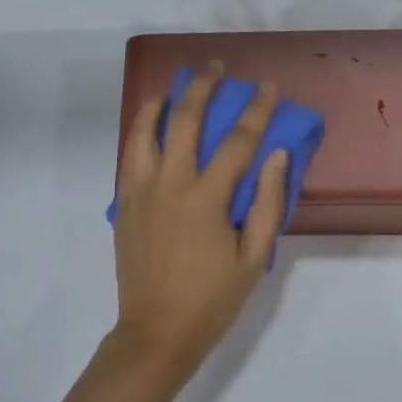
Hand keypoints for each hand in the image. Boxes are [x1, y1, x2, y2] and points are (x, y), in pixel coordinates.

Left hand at [110, 64, 289, 382]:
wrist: (155, 334)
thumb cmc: (212, 299)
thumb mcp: (254, 258)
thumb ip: (267, 202)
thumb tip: (277, 154)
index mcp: (206, 199)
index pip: (237, 141)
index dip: (256, 109)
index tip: (267, 85)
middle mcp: (169, 184)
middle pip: (186, 119)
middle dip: (203, 87)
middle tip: (215, 67)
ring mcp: (140, 190)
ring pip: (145, 128)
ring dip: (162, 100)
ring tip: (175, 85)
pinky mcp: (124, 202)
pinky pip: (130, 152)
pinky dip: (141, 128)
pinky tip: (152, 122)